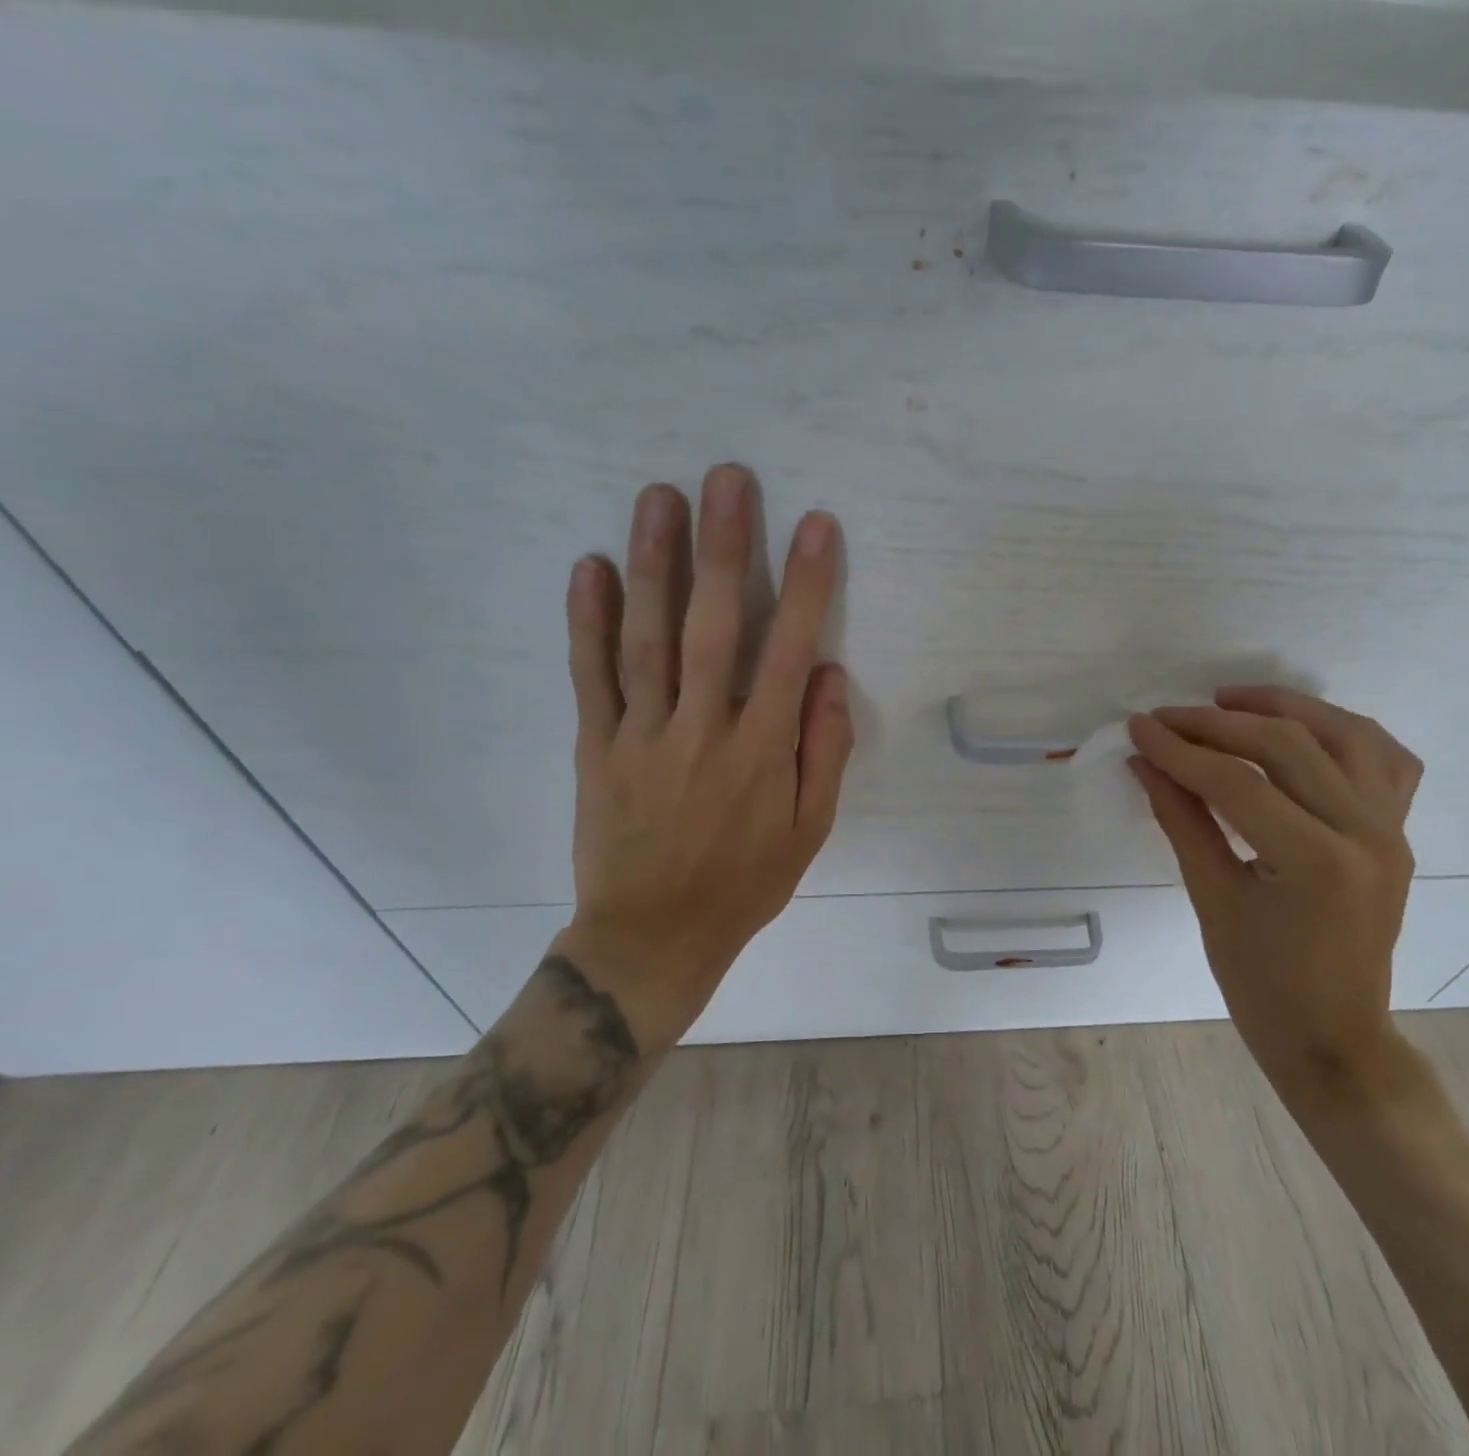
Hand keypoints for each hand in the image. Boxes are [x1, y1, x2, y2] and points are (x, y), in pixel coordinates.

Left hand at [550, 465, 852, 1052]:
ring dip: (655, 564)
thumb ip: (824, 750)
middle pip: (712, 626)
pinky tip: (590, 567)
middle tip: (726, 479)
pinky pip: (590, 677)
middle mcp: (703, 730)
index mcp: (762, 751)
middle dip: (724, 548)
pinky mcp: (595, 747)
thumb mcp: (810, 830)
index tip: (814, 525)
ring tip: (659, 497)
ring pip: (647, 638)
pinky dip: (587, 621)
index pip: (788, 651)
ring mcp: (641, 735)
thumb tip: (827, 675)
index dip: (806, 584)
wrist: (653, 937)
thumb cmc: (745, 883)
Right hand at [1127, 685, 1423, 1108]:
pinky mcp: (1397, 833)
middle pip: (1288, 745)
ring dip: (1285, 707)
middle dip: (1217, 724)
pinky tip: (1304, 729)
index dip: (1180, 750)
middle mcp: (1366, 832)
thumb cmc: (1262, 985)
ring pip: (1345, 734)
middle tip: (1168, 718)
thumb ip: (1181, 820)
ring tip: (1230, 700)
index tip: (1138, 727)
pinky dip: (1343, 732)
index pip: (1236, 782)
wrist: (1334, 1039)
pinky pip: (1385, 761)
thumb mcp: (1212, 899)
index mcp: (1317, 861)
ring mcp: (1392, 830)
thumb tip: (1146, 763)